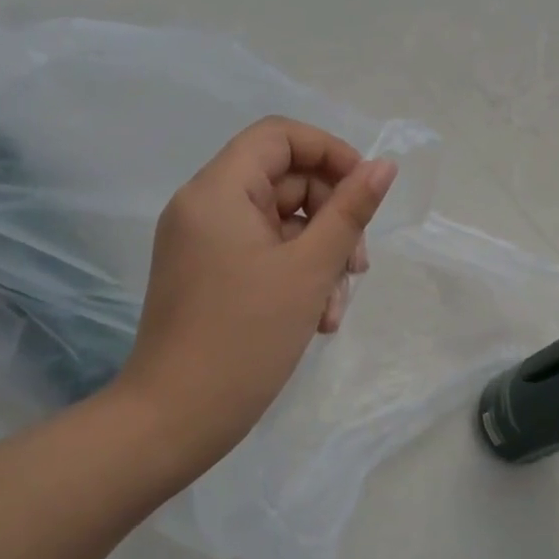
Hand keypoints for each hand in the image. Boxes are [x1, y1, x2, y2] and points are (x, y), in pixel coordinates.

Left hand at [109, 117, 397, 475]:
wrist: (175, 421)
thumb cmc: (245, 337)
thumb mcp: (311, 269)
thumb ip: (351, 210)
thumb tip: (383, 166)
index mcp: (218, 191)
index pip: (280, 136)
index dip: (330, 153)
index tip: (366, 191)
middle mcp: (206, 206)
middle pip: (287, 181)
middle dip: (333, 218)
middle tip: (358, 265)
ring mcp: (206, 243)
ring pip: (283, 222)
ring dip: (321, 254)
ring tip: (335, 306)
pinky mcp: (211, 274)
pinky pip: (266, 253)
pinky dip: (297, 274)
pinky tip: (317, 318)